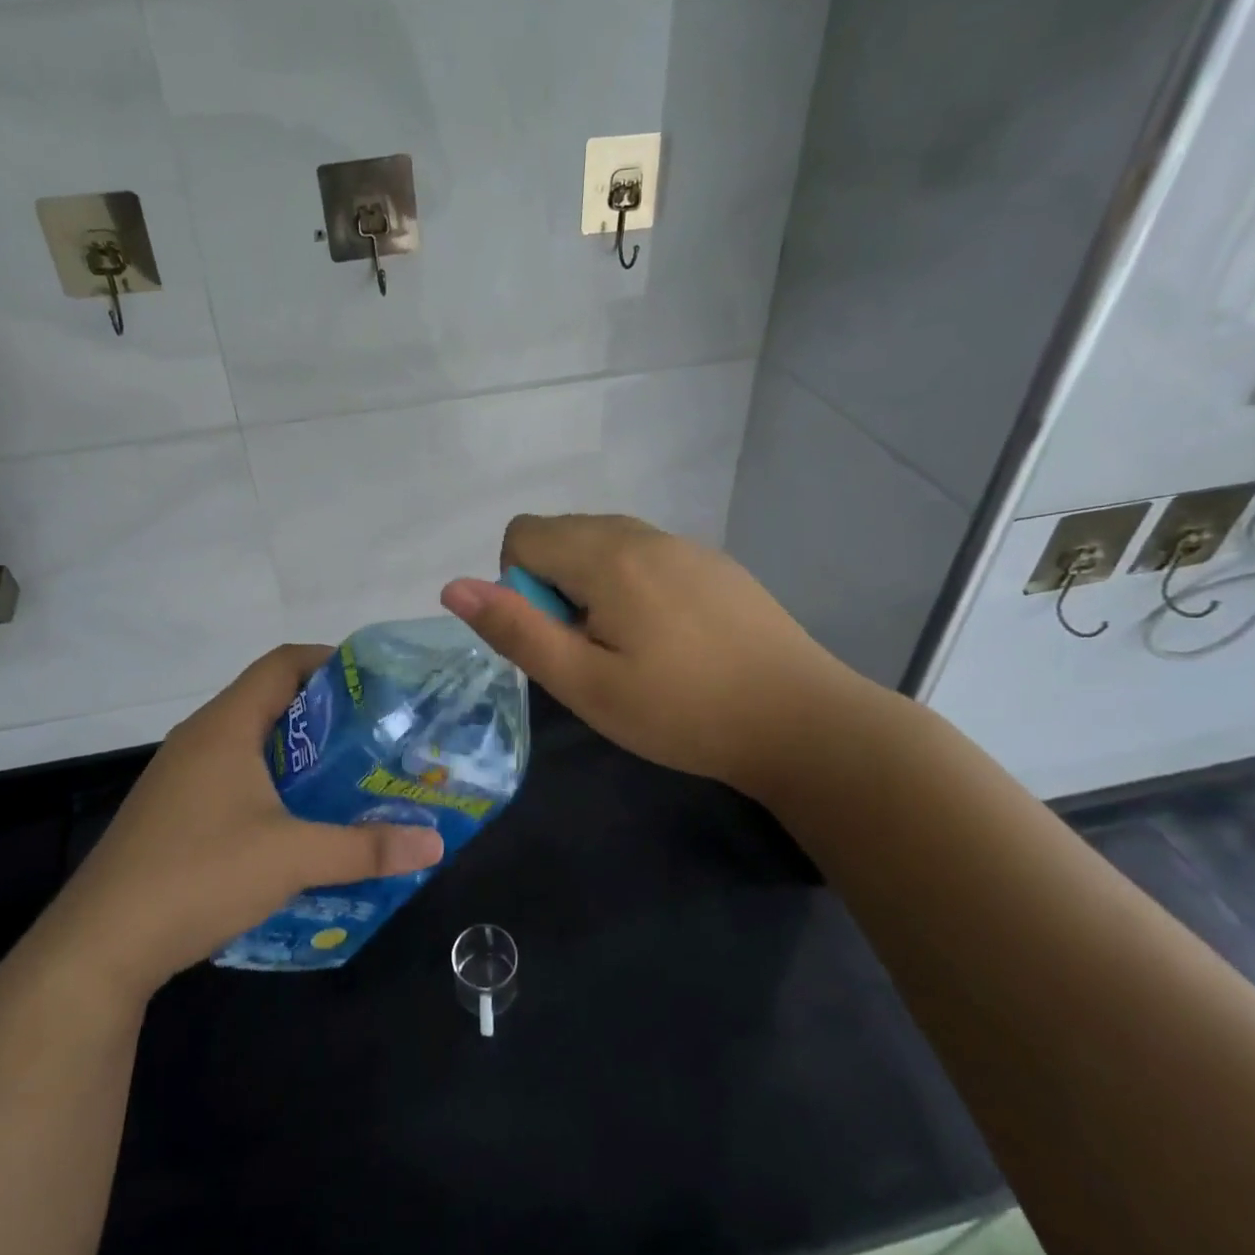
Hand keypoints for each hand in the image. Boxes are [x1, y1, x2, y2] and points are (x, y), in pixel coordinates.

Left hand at [35, 644, 444, 993]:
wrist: (99, 946)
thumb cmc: (199, 876)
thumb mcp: (292, 860)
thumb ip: (365, 848)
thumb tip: (434, 845)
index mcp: (226, 726)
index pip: (282, 663)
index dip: (329, 661)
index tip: (374, 683)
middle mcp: (199, 738)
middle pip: (269, 699)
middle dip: (322, 712)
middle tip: (373, 733)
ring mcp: (180, 775)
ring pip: (249, 740)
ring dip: (295, 750)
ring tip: (345, 773)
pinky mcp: (171, 810)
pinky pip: (230, 773)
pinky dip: (269, 780)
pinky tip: (295, 819)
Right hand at [441, 513, 860, 797]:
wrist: (802, 721)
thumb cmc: (682, 711)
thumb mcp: (585, 684)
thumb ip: (515, 630)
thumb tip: (452, 586)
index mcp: (606, 555)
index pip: (522, 535)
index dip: (518, 587)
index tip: (556, 638)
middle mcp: (642, 533)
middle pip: (562, 534)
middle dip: (554, 586)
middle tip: (591, 652)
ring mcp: (684, 545)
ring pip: (604, 544)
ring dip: (591, 586)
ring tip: (628, 649)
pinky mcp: (713, 564)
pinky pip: (645, 556)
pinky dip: (631, 586)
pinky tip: (669, 641)